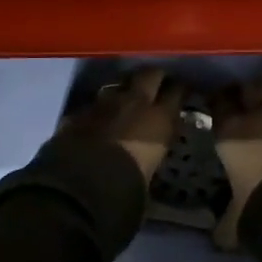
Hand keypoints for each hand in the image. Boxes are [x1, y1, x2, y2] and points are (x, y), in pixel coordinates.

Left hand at [58, 68, 186, 182]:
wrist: (81, 186)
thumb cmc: (128, 187)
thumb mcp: (151, 173)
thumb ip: (153, 155)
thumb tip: (149, 158)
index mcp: (160, 118)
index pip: (177, 92)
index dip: (180, 90)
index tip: (182, 91)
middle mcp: (135, 102)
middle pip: (150, 74)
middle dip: (154, 77)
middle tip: (157, 84)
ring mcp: (104, 103)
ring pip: (119, 84)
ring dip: (124, 91)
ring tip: (125, 101)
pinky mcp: (79, 112)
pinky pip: (94, 105)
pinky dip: (99, 110)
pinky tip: (97, 120)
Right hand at [211, 81, 261, 249]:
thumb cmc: (257, 205)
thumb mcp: (232, 220)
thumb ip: (223, 221)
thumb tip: (218, 235)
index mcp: (230, 131)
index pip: (219, 101)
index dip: (217, 99)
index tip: (215, 103)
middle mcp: (259, 118)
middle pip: (252, 88)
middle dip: (248, 92)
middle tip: (244, 102)